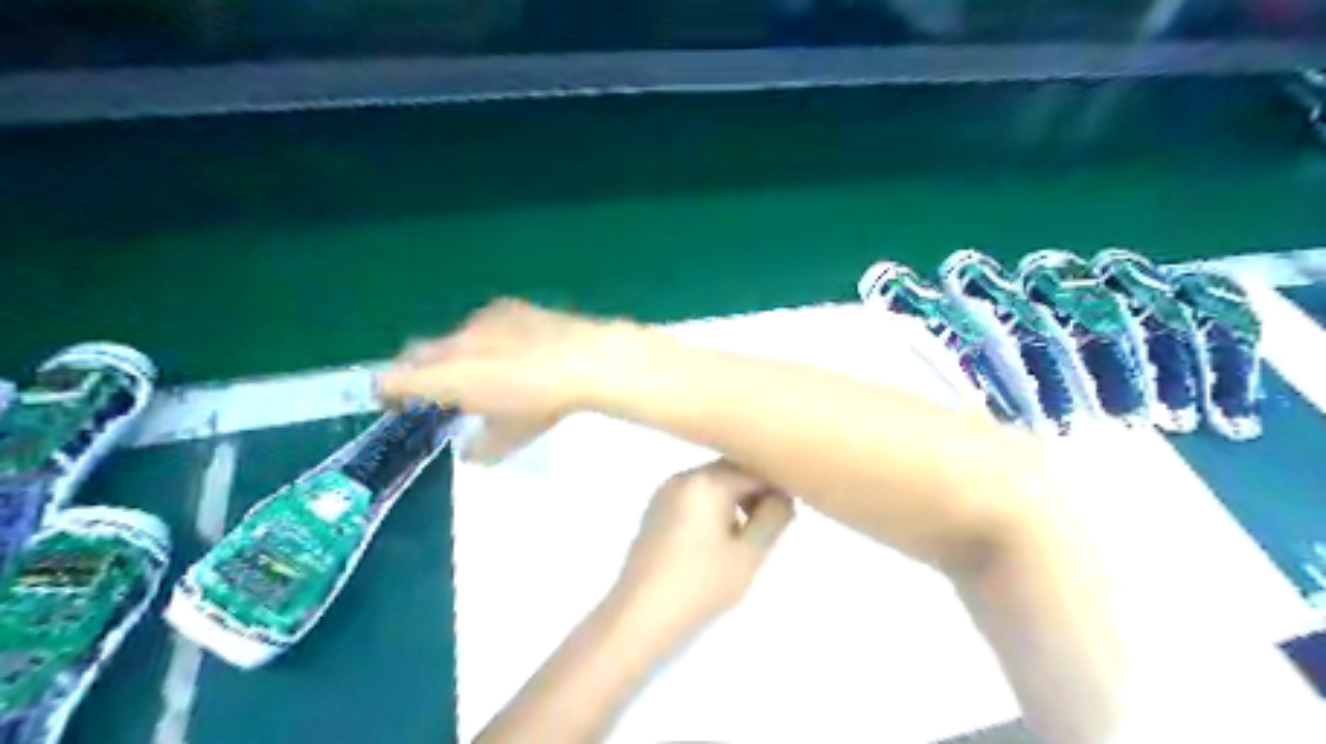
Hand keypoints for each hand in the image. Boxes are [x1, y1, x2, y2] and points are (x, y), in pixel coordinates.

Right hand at [374, 298, 640, 462]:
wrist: (582, 360)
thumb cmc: (540, 403)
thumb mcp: (509, 438)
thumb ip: (480, 447)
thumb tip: (470, 450)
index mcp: (445, 377)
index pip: (391, 380)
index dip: (388, 394)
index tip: (398, 405)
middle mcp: (453, 343)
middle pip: (415, 353)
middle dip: (419, 371)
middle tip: (440, 391)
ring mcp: (480, 320)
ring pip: (452, 337)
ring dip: (457, 354)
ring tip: (488, 371)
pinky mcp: (506, 306)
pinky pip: (483, 324)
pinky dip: (488, 338)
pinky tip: (516, 350)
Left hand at [612, 458, 797, 639]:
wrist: (641, 613)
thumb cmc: (701, 584)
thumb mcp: (750, 554)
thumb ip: (774, 518)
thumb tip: (780, 496)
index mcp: (707, 481)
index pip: (754, 469)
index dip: (777, 488)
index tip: (789, 515)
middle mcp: (684, 477)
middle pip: (731, 471)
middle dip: (755, 493)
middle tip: (768, 528)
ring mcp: (665, 492)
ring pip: (713, 483)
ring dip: (734, 501)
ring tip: (743, 538)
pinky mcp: (655, 510)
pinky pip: (694, 497)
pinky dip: (712, 508)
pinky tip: (714, 543)